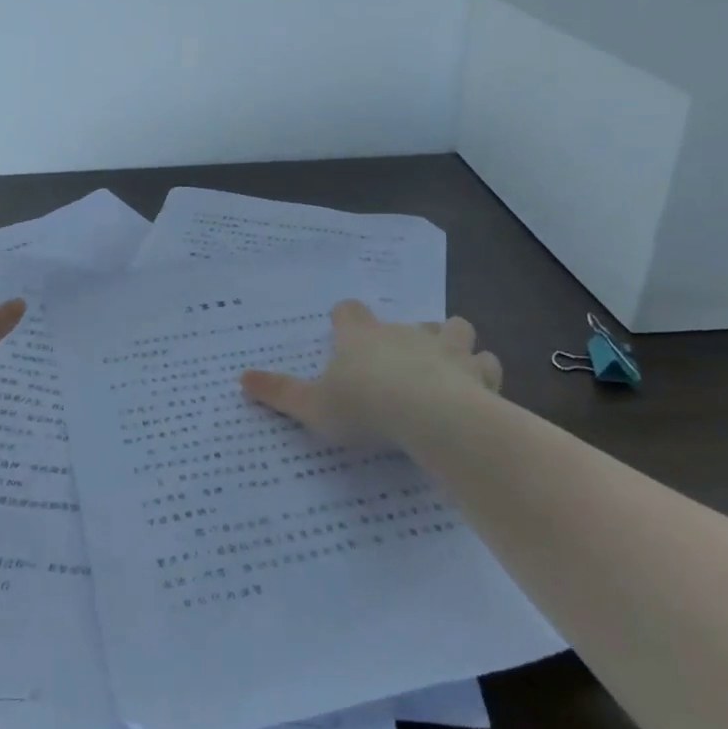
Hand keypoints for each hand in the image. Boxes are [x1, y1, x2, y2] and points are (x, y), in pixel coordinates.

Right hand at [241, 300, 502, 447]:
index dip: (346, 317)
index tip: (343, 326)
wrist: (429, 416)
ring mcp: (445, 348)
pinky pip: (486, 364)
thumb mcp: (312, 405)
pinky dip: (482, 374)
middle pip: (408, 320)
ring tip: (447, 365)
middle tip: (400, 360)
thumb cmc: (364, 406)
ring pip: (455, 329)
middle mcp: (404, 333)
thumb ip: (279, 392)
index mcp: (362, 337)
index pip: (350, 312)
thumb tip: (241, 379)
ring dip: (452, 343)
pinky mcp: (476, 372)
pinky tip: (477, 390)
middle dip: (407, 335)